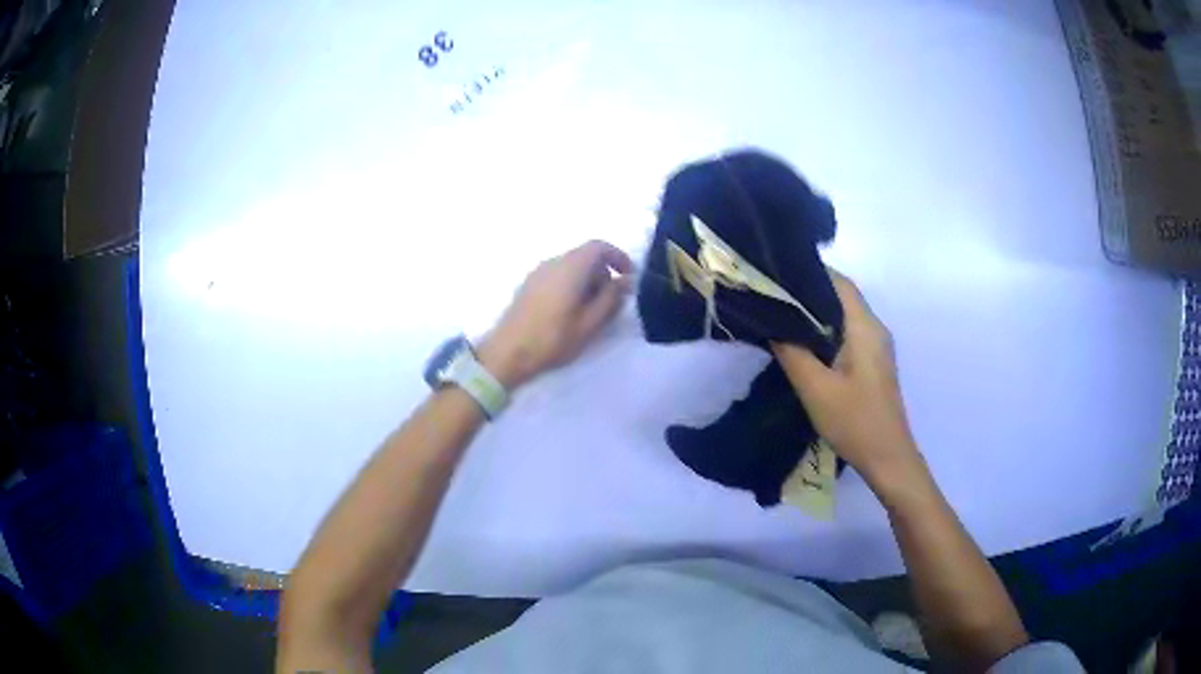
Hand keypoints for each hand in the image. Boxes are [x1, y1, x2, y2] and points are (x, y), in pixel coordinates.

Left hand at [478, 240, 632, 388]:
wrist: (506, 353)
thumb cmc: (552, 339)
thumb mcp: (589, 324)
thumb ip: (611, 299)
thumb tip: (625, 281)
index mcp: (570, 267)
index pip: (599, 246)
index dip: (618, 257)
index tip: (628, 278)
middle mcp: (553, 262)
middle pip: (585, 256)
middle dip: (603, 274)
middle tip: (610, 303)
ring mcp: (538, 272)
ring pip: (571, 267)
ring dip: (587, 282)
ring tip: (590, 313)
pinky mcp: (529, 285)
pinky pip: (557, 275)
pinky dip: (571, 286)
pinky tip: (569, 314)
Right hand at [772, 271, 924, 491]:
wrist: (888, 458)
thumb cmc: (855, 421)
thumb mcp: (815, 389)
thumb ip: (792, 352)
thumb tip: (772, 324)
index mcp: (865, 328)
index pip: (839, 283)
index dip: (810, 274)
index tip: (777, 275)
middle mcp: (875, 329)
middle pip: (842, 297)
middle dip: (809, 293)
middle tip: (772, 296)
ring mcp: (876, 347)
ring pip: (844, 317)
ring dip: (816, 314)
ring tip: (781, 316)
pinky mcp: (873, 364)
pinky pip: (848, 335)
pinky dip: (826, 332)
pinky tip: (804, 345)